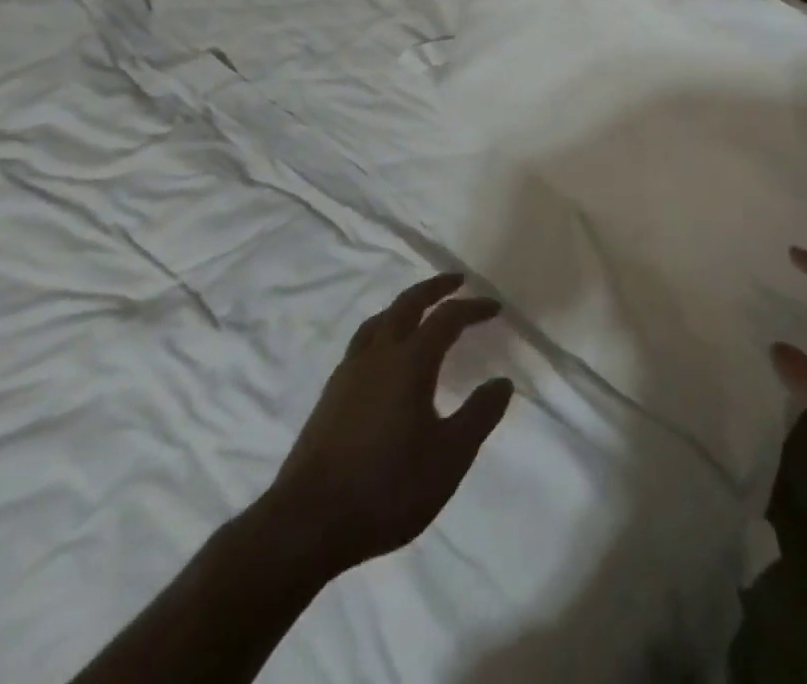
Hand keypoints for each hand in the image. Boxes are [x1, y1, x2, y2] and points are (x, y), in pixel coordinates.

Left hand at [267, 273, 513, 579]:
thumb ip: (479, 415)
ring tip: (419, 311)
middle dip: (434, 288)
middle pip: (408, 304)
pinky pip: (362, 344)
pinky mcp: (329, 397)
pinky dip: (382, 332)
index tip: (495, 308)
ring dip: (404, 307)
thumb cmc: (386, 487)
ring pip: (379, 321)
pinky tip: (384, 358)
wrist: (304, 526)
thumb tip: (502, 382)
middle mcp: (378, 355)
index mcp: (410, 361)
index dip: (474, 308)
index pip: (448, 317)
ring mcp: (348, 374)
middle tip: (457, 281)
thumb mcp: (449, 457)